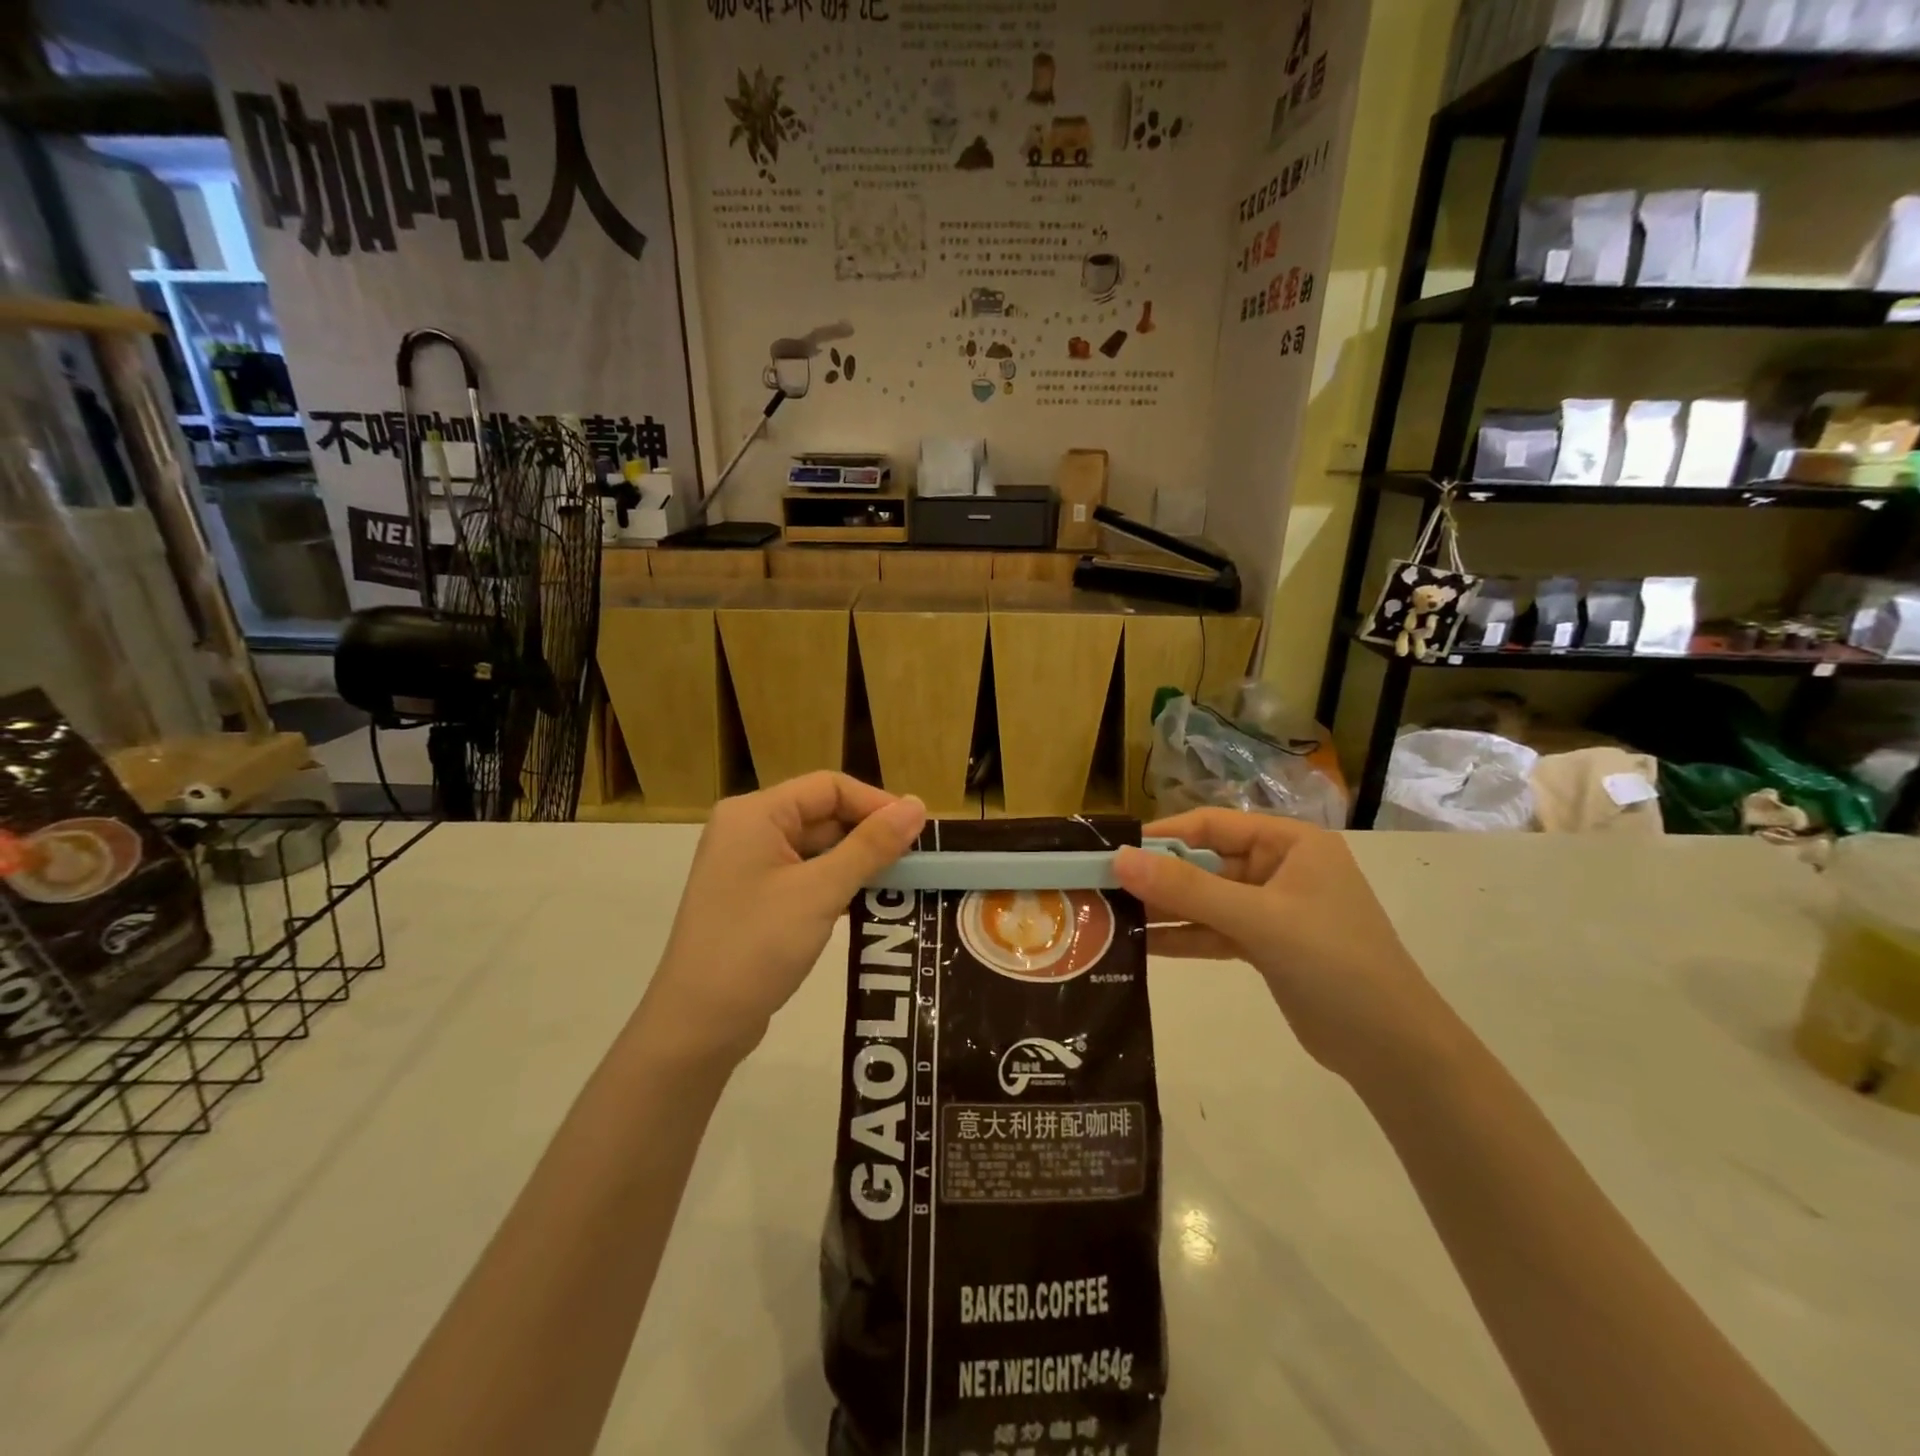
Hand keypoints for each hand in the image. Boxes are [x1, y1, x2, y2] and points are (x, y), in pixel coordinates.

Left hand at [643, 773, 925, 1061]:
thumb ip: (871, 846)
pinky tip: (869, 903)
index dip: (876, 803)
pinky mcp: (754, 898)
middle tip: (917, 861)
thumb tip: (918, 805)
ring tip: (903, 882)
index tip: (918, 831)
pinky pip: (805, 876)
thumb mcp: (820, 892)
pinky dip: (837, 884)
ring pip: (817, 848)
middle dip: (869, 834)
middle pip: (823, 814)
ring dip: (857, 862)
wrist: (697, 1026)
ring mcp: (749, 866)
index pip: (828, 787)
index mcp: (755, 814)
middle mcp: (749, 830)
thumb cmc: (756, 946)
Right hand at [1113, 809, 1454, 1081]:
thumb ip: (1188, 890)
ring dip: (1164, 909)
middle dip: (1157, 877)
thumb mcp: (1259, 920)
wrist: (1393, 1050)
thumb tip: (1119, 860)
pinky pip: (1212, 931)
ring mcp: (1271, 909)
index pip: (1212, 825)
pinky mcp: (1265, 945)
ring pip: (1205, 900)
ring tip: (1110, 917)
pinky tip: (1140, 945)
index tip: (1112, 851)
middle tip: (1102, 888)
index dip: (1162, 836)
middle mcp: (1279, 868)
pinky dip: (1181, 937)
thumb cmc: (1335, 964)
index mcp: (1290, 843)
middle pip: (1204, 862)